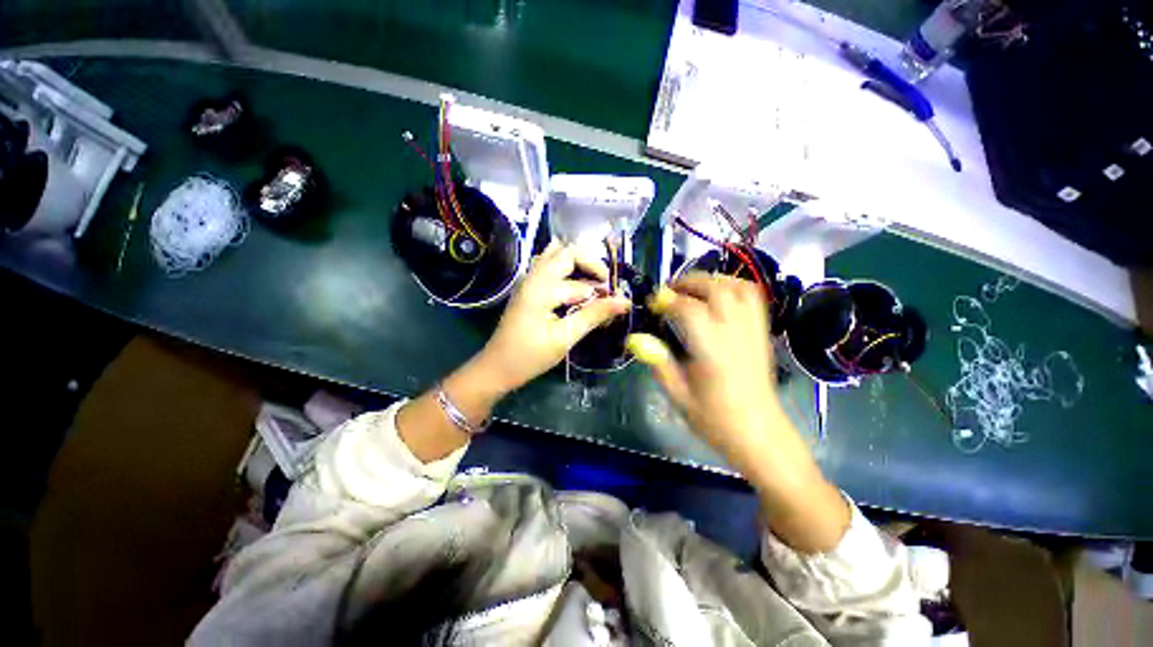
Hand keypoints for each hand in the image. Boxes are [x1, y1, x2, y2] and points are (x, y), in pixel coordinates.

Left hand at [475, 241, 630, 393]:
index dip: (600, 275)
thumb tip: (625, 301)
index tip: (614, 295)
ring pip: (556, 256)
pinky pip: (548, 267)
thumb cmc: (530, 355)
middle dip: (590, 264)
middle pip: (566, 251)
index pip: (577, 263)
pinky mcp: (528, 289)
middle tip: (605, 287)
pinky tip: (575, 285)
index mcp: (541, 285)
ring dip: (578, 265)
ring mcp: (529, 281)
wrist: (498, 367)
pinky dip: (565, 270)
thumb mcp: (565, 336)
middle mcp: (534, 276)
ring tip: (594, 284)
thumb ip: (595, 315)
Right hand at [634, 272, 850, 552]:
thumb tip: (636, 339)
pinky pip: (753, 298)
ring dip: (712, 280)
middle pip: (715, 289)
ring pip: (737, 287)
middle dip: (688, 282)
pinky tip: (718, 297)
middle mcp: (735, 333)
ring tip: (692, 289)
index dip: (667, 300)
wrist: (759, 434)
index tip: (653, 304)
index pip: (688, 309)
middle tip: (669, 291)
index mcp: (712, 350)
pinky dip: (733, 287)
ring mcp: (752, 331)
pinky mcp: (761, 333)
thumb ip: (658, 363)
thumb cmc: (716, 420)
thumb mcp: (679, 396)